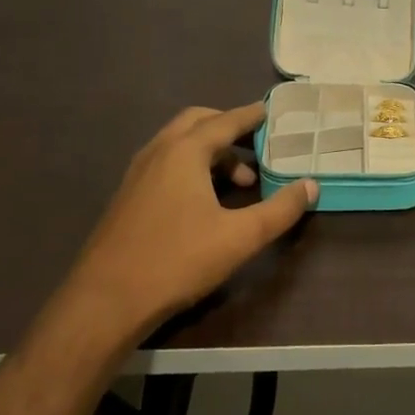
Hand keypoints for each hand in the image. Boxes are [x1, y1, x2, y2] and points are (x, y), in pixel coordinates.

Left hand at [56, 103, 317, 347]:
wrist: (104, 303)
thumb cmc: (177, 261)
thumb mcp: (240, 237)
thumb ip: (280, 209)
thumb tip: (311, 186)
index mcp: (184, 152)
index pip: (225, 121)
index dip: (252, 115)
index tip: (272, 112)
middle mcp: (158, 153)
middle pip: (197, 122)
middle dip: (229, 127)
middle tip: (257, 144)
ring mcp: (137, 175)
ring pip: (179, 144)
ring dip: (211, 151)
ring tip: (240, 181)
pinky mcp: (127, 198)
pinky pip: (166, 163)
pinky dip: (192, 166)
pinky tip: (206, 200)